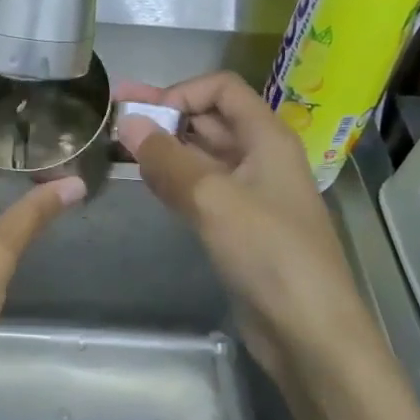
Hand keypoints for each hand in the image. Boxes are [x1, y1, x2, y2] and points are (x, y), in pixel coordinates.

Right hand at [116, 72, 374, 390]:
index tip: (140, 113)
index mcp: (266, 138)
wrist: (307, 331)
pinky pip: (199, 188)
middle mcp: (259, 158)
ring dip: (163, 147)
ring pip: (200, 156)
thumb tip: (127, 123)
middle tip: (111, 117)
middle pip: (209, 119)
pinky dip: (171, 179)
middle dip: (163, 115)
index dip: (181, 92)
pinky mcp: (237, 226)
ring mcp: (248, 193)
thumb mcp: (214, 199)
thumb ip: (167, 159)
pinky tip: (143, 181)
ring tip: (116, 147)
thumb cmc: (268, 253)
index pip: (222, 89)